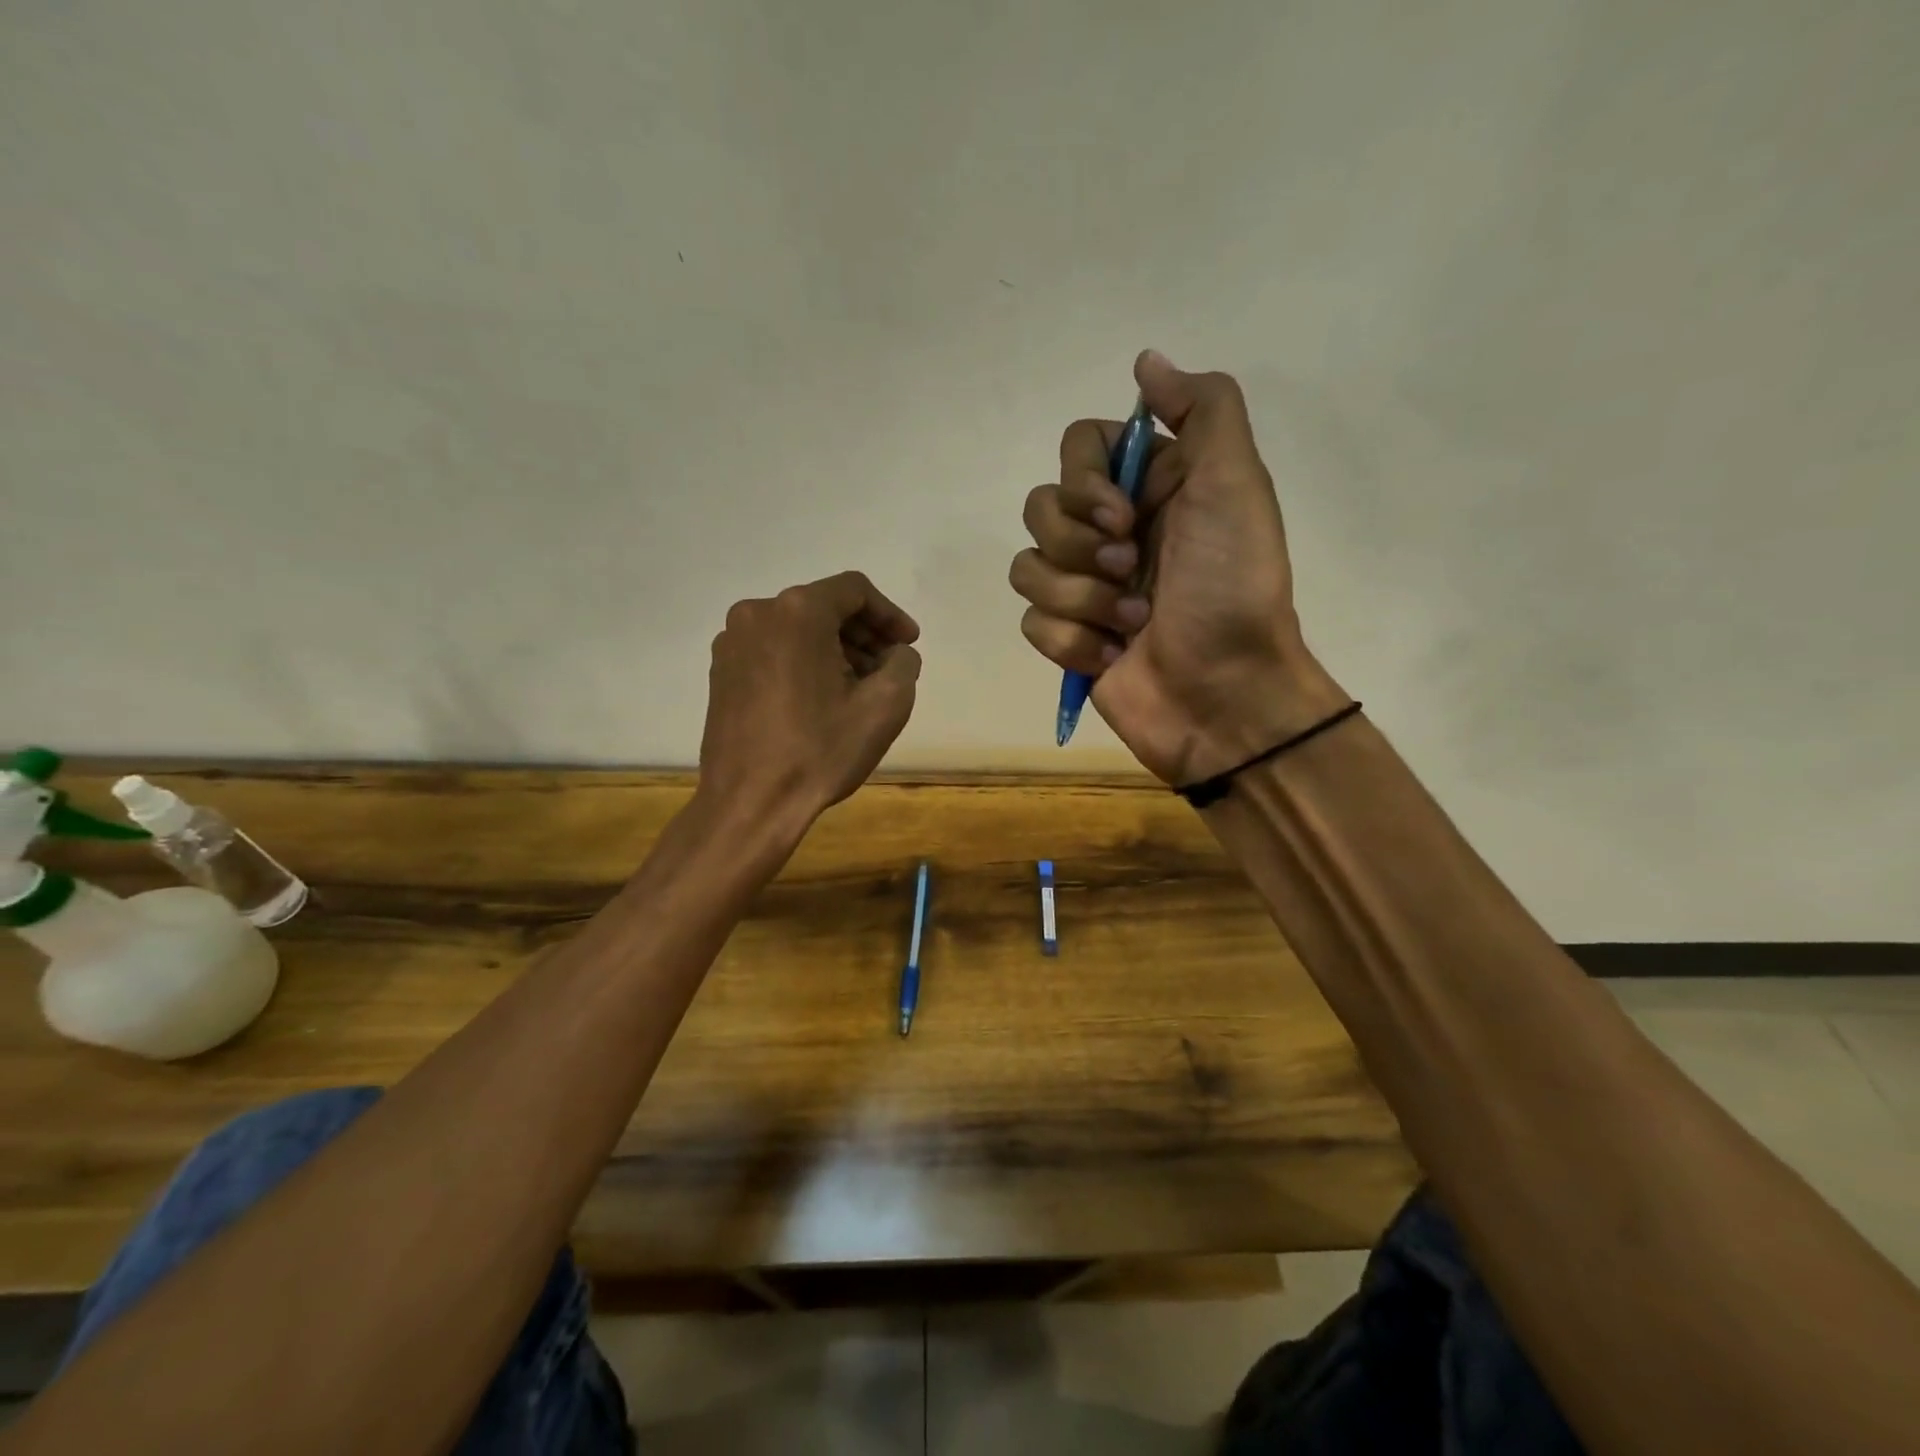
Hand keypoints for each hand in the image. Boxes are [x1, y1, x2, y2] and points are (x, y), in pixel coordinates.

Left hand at [700, 571, 921, 832]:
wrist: (750, 803)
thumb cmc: (820, 752)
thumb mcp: (885, 706)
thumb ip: (903, 663)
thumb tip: (895, 654)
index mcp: (797, 612)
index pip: (855, 590)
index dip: (890, 614)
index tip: (909, 644)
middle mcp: (757, 614)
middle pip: (824, 607)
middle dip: (863, 634)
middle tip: (889, 668)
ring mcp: (732, 643)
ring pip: (797, 630)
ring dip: (834, 649)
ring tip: (858, 688)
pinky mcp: (720, 672)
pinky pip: (773, 650)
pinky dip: (803, 662)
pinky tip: (820, 698)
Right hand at [1009, 350, 1346, 785]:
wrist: (1227, 695)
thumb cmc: (1233, 589)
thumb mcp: (1236, 484)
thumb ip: (1202, 409)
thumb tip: (1145, 360)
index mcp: (1149, 488)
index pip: (1077, 448)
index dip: (1084, 480)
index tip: (1122, 514)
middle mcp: (1112, 531)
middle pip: (1040, 507)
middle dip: (1079, 545)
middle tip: (1131, 570)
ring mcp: (1086, 588)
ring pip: (1027, 566)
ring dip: (1079, 598)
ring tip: (1131, 624)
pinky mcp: (1068, 638)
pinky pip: (1031, 622)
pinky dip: (1072, 641)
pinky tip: (1112, 658)